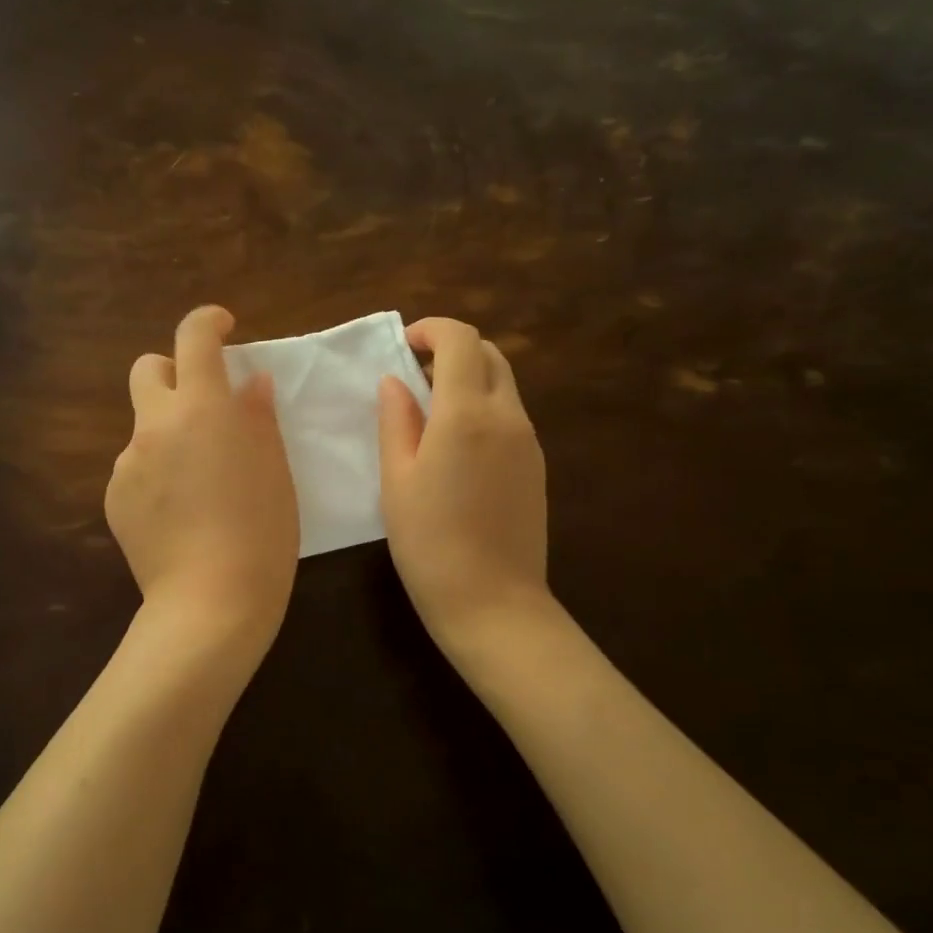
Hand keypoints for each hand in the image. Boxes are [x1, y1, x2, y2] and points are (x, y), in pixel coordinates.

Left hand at [107, 306, 298, 642]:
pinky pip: (134, 468)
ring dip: (168, 433)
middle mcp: (156, 425)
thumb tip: (248, 383)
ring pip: (144, 427)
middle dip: (173, 372)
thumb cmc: (261, 533)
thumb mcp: (275, 470)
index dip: (208, 321)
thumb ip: (258, 416)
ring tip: (198, 481)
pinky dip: (155, 473)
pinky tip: (177, 513)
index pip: (194, 338)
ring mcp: (127, 462)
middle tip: (203, 403)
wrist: (210, 602)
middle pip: (148, 370)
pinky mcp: (113, 497)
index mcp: (203, 409)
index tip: (224, 328)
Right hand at [378, 318, 548, 649]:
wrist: (493, 603)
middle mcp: (507, 416)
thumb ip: (396, 420)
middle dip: (452, 350)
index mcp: (467, 413)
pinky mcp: (537, 465)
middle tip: (414, 376)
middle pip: (490, 354)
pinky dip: (483, 407)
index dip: (432, 329)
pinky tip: (456, 446)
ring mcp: (529, 441)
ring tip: (430, 412)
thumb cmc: (429, 543)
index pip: (461, 339)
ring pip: (503, 384)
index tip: (404, 346)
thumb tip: (396, 381)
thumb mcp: (396, 480)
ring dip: (469, 379)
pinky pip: (510, 416)